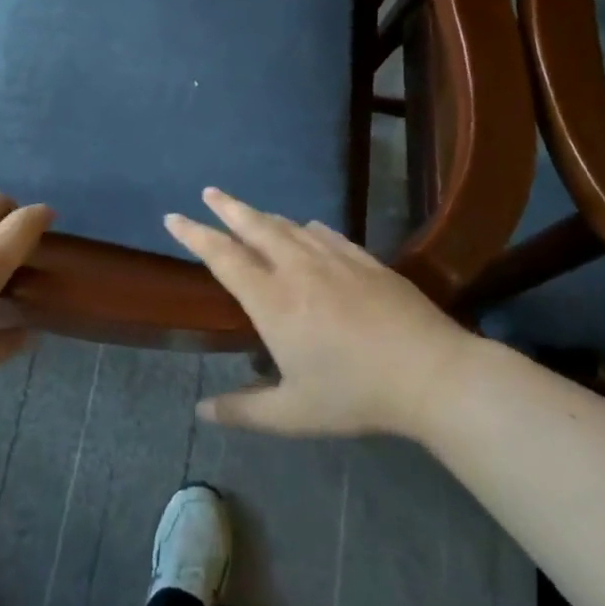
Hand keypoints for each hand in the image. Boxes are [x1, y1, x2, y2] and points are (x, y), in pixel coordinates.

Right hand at [165, 187, 475, 438]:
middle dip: (228, 208)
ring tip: (250, 211)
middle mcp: (297, 269)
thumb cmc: (355, 394)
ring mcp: (335, 260)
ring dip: (264, 216)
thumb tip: (201, 411)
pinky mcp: (365, 261)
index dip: (195, 235)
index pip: (223, 257)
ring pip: (290, 227)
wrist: (431, 372)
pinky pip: (327, 234)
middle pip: (255, 227)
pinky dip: (307, 227)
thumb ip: (244, 410)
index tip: (173, 217)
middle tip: (209, 191)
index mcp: (272, 300)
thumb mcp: (293, 414)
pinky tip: (308, 227)